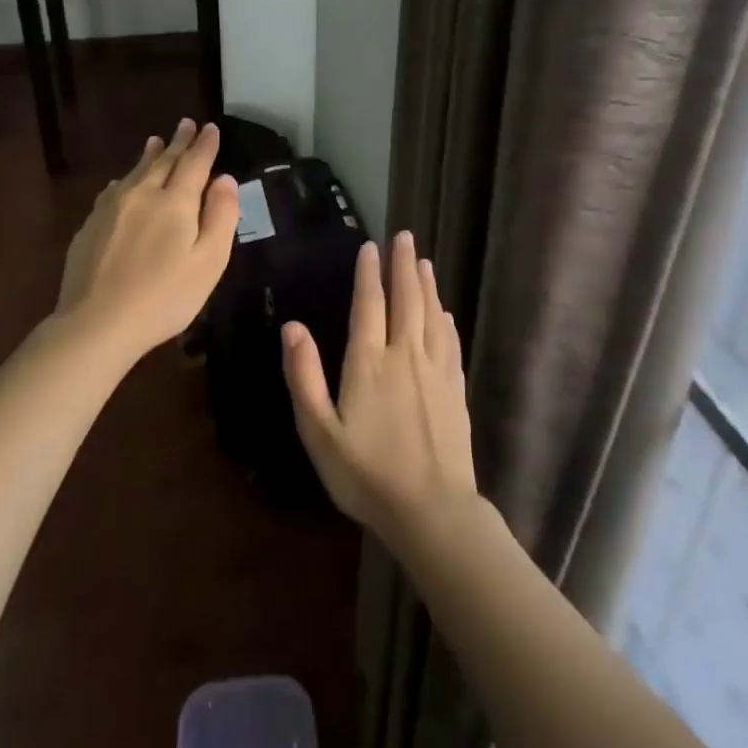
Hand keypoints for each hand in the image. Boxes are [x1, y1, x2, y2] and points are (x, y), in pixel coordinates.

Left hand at [55, 119, 240, 358]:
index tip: (210, 128)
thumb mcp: (209, 263)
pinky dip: (125, 179)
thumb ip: (221, 217)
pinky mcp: (90, 225)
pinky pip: (113, 190)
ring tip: (156, 141)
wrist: (97, 322)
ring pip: (135, 171)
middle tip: (186, 124)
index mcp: (175, 202)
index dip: (205, 145)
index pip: (194, 163)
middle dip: (178, 142)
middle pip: (163, 161)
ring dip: (150, 154)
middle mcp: (142, 194)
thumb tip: (226, 179)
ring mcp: (111, 208)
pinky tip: (123, 181)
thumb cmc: (164, 297)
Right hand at [281, 231, 478, 545]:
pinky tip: (444, 311)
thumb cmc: (367, 474)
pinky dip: (445, 319)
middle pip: (406, 300)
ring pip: (431, 315)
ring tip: (423, 261)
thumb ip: (304, 377)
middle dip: (403, 266)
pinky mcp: (455, 389)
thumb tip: (292, 326)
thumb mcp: (319, 432)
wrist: (432, 510)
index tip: (371, 247)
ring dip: (426, 285)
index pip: (370, 305)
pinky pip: (450, 341)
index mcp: (369, 363)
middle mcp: (405, 356)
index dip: (369, 274)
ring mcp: (435, 371)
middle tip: (405, 237)